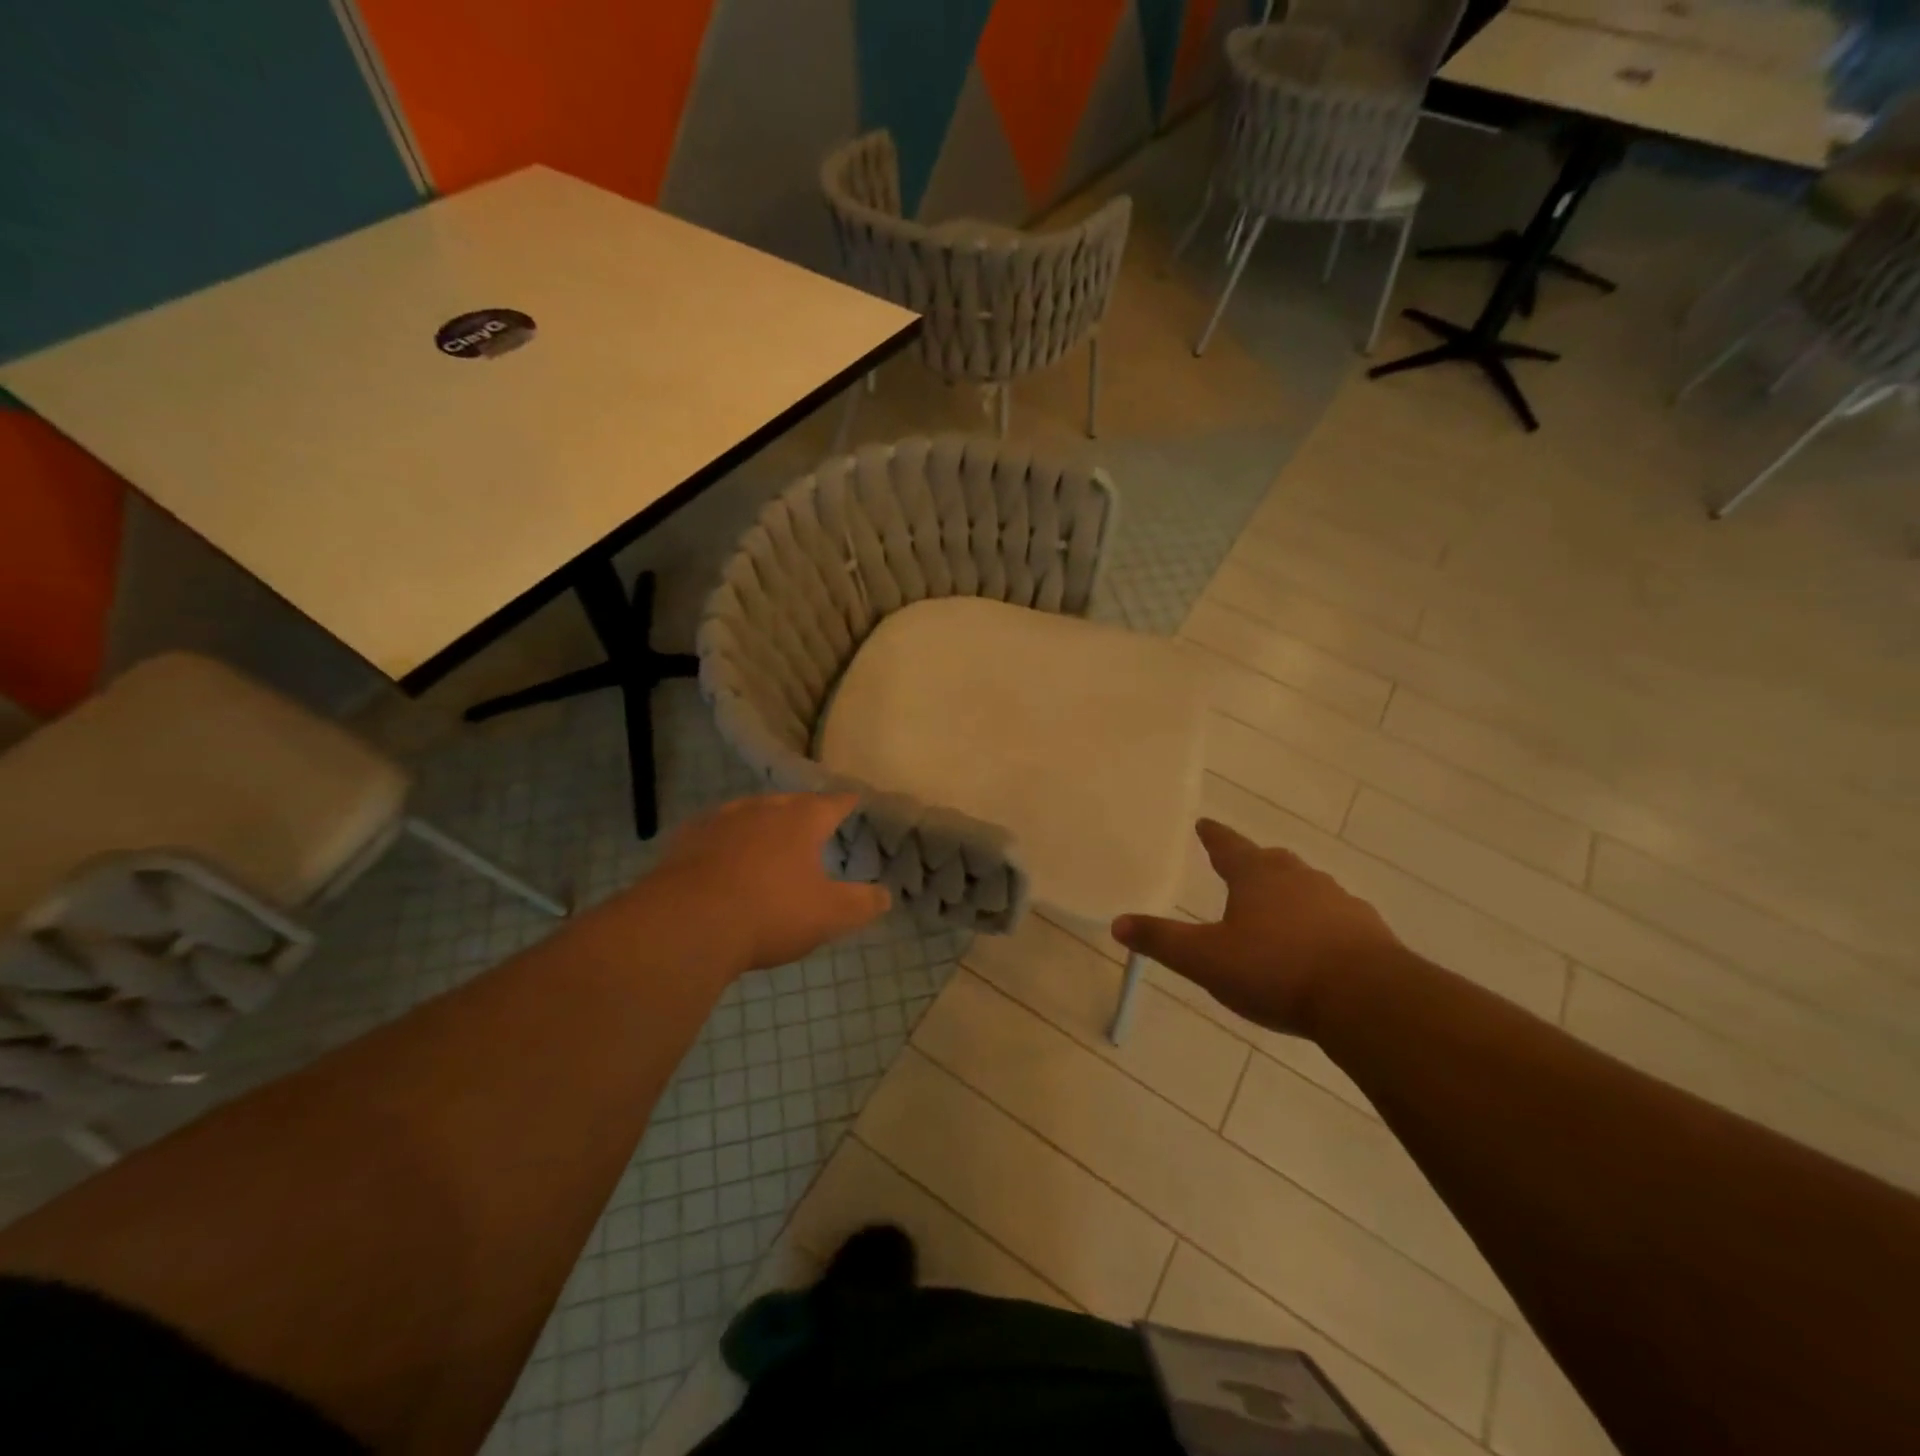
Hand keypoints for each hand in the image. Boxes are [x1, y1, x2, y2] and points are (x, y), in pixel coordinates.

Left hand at [655, 793, 890, 971]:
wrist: (688, 924)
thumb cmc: (770, 913)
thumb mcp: (829, 915)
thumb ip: (862, 904)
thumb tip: (886, 895)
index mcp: (801, 821)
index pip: (831, 803)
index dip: (845, 802)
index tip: (853, 798)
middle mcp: (762, 810)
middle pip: (789, 802)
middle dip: (803, 808)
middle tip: (811, 816)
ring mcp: (720, 822)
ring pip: (748, 811)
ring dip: (761, 819)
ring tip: (767, 830)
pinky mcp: (686, 841)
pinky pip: (713, 830)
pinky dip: (724, 837)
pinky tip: (720, 850)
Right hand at [1112, 819, 1400, 1035]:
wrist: (1366, 999)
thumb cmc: (1276, 970)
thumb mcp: (1206, 960)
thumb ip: (1162, 941)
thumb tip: (1117, 923)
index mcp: (1256, 876)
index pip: (1228, 846)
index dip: (1213, 836)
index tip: (1203, 823)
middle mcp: (1298, 878)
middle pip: (1270, 861)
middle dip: (1253, 863)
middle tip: (1241, 867)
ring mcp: (1338, 901)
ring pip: (1306, 886)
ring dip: (1289, 892)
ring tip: (1278, 909)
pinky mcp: (1368, 929)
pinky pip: (1336, 916)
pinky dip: (1321, 923)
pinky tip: (1318, 946)